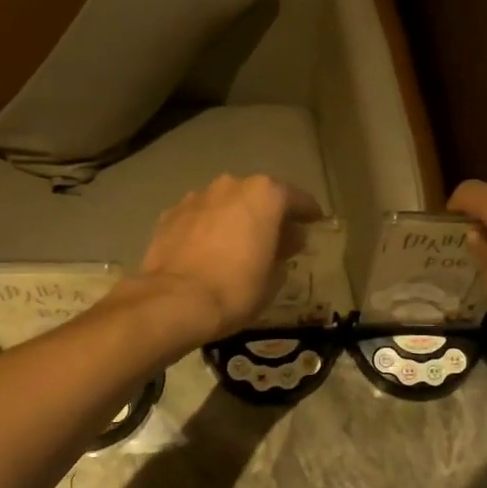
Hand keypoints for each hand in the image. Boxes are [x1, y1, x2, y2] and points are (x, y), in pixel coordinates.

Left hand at [130, 175, 323, 347]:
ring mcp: (197, 196)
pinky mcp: (170, 213)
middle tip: (276, 237)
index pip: (297, 199)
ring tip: (238, 243)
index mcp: (265, 195)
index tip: (315, 223)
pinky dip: (208, 227)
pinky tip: (208, 249)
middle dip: (269, 214)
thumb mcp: (273, 277)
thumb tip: (288, 240)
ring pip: (226, 203)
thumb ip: (284, 251)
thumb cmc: (235, 289)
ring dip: (235, 218)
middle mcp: (231, 185)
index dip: (309, 213)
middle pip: (259, 196)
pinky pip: (200, 216)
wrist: (173, 302)